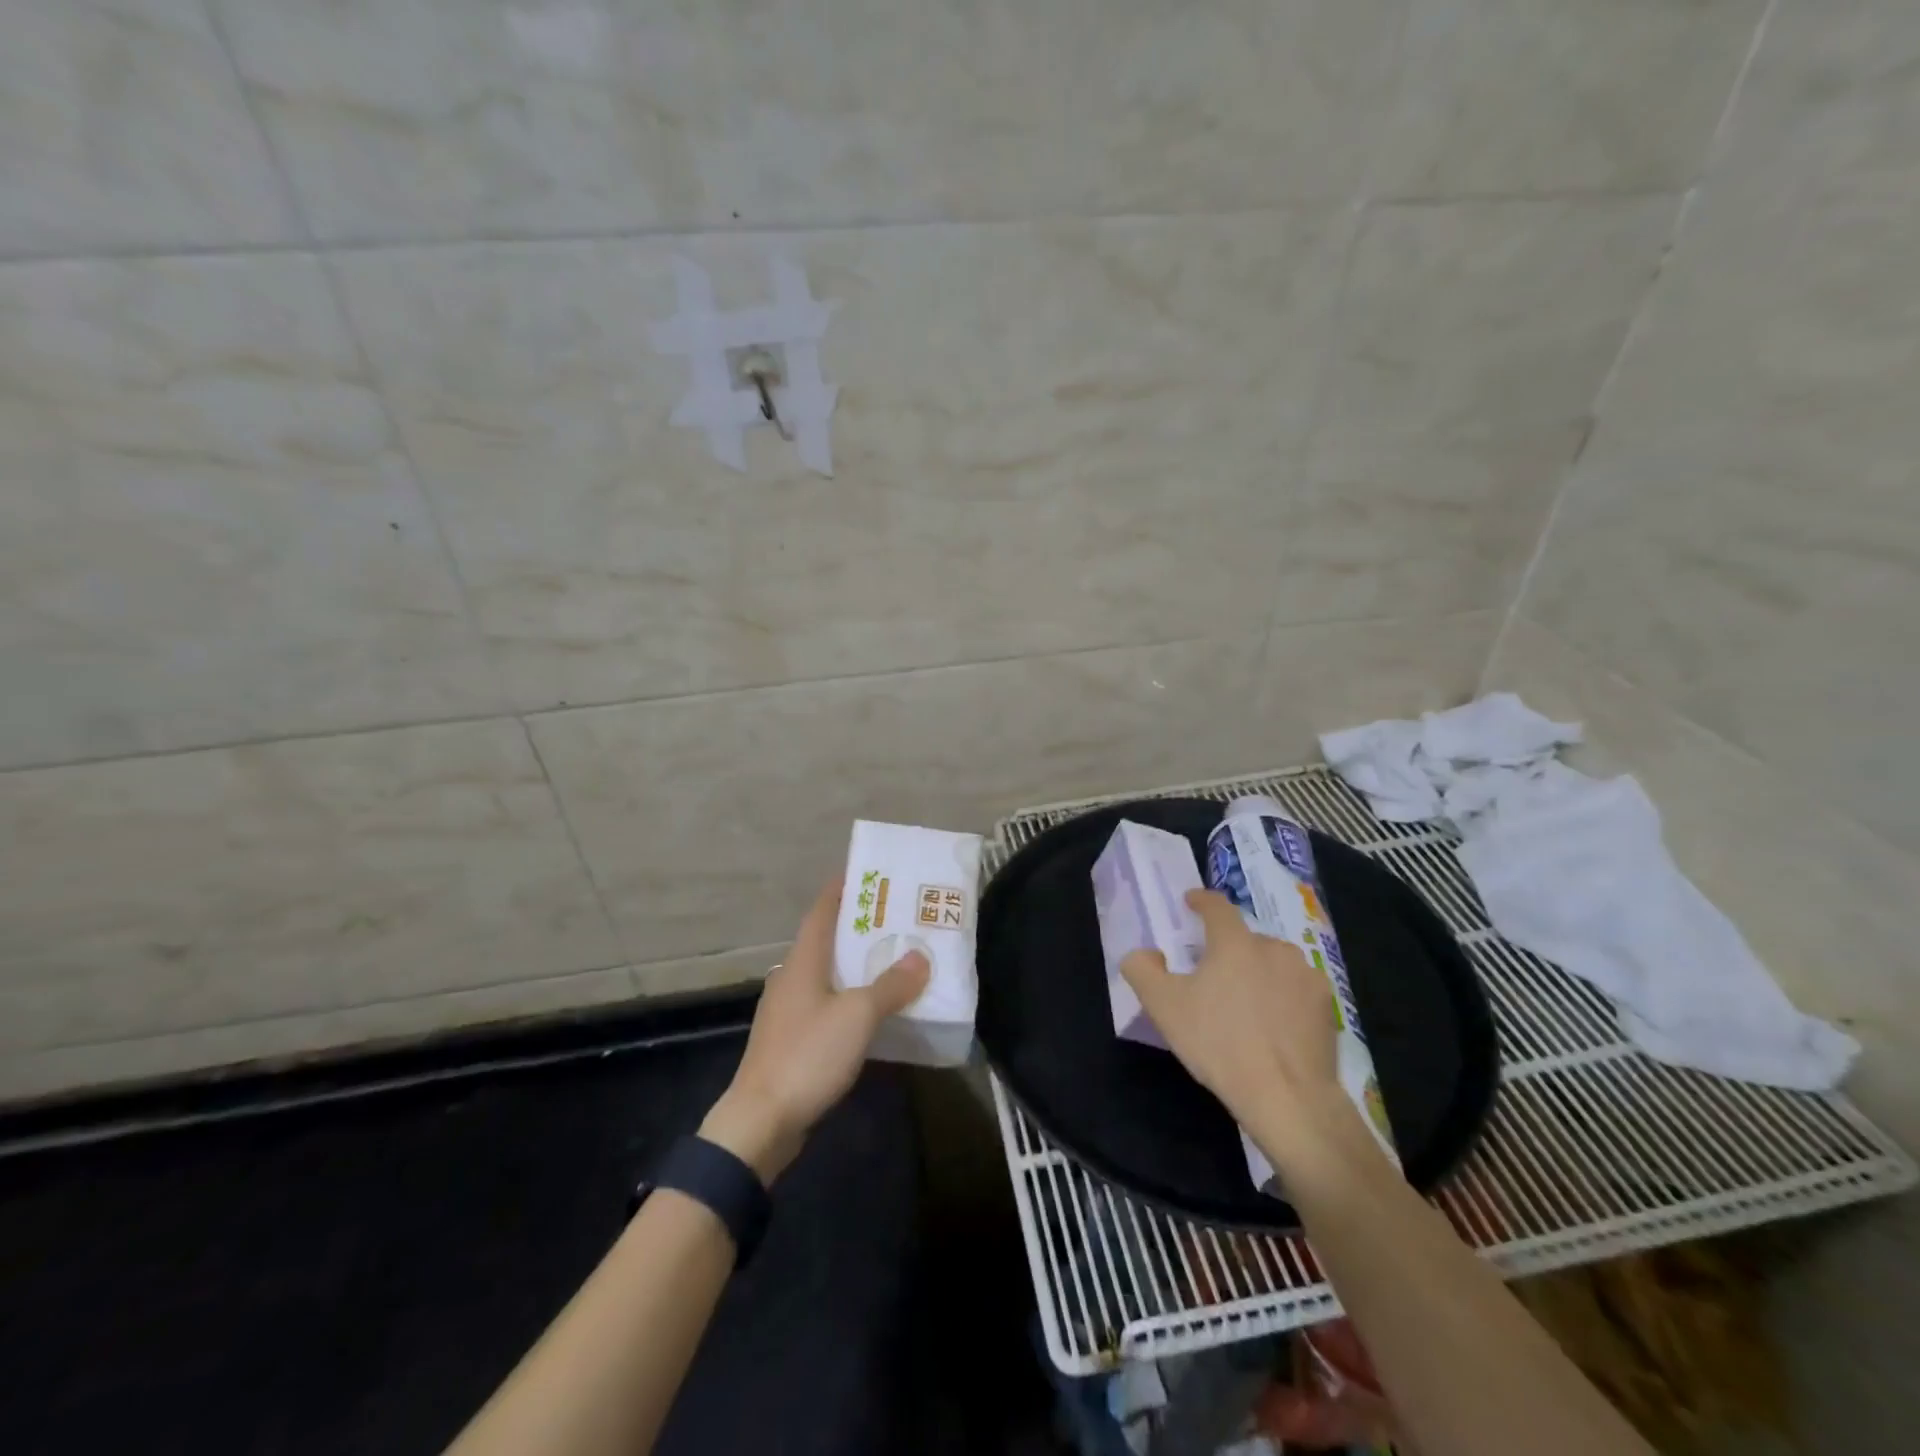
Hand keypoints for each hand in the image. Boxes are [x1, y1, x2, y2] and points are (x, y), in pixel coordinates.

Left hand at [701, 879, 929, 1183]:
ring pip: (827, 974)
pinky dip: (849, 997)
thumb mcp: (858, 1016)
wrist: (761, 1122)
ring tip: (892, 960)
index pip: (822, 910)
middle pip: (826, 940)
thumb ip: (891, 985)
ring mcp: (787, 1010)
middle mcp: (791, 977)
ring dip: (856, 965)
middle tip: (896, 918)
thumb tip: (920, 957)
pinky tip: (872, 1010)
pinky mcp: (790, 1040)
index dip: (842, 889)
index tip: (868, 874)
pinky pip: (825, 1004)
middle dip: (858, 927)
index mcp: (802, 961)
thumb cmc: (808, 1055)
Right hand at [1121, 889, 1353, 1168]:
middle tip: (1213, 975)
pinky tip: (1274, 1024)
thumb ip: (1143, 969)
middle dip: (1228, 949)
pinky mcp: (1326, 1005)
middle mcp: (1274, 947)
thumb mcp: (1163, 1007)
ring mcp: (1306, 975)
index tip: (1191, 902)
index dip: (1201, 901)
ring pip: (1273, 962)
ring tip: (1245, 1004)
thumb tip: (1144, 953)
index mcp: (1234, 942)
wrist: (1288, 1096)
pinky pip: (1296, 988)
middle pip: (1245, 939)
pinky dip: (1283, 996)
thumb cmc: (1219, 1044)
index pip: (1217, 906)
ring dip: (1258, 972)